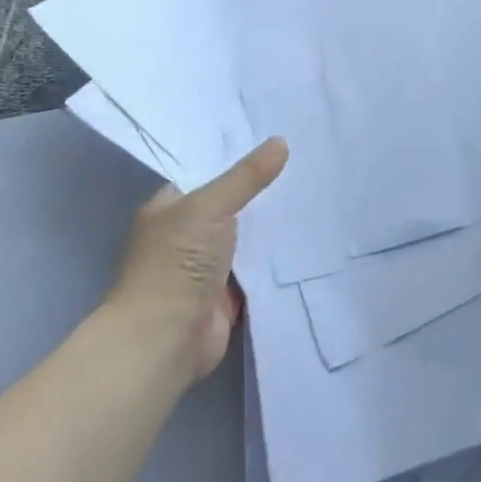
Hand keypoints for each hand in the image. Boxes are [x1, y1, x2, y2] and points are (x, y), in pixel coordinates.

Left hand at [106, 137, 287, 380]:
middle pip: (230, 206)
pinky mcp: (226, 296)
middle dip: (261, 193)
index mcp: (169, 210)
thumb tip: (281, 142)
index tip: (276, 143)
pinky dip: (276, 260)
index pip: (206, 174)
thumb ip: (246, 176)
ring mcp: (205, 268)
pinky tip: (308, 238)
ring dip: (272, 227)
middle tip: (305, 166)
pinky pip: (257, 269)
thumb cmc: (176, 262)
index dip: (237, 159)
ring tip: (314, 196)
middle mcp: (185, 236)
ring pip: (246, 238)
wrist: (165, 338)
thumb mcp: (211, 206)